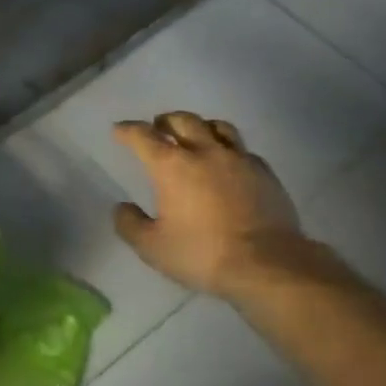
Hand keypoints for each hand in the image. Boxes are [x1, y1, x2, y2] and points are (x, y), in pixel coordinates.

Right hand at [111, 112, 321, 300]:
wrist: (267, 264)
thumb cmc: (202, 254)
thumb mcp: (153, 248)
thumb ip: (131, 225)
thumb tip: (122, 208)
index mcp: (172, 166)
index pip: (143, 136)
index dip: (127, 131)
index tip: (119, 130)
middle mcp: (204, 152)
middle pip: (183, 120)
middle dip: (166, 120)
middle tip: (159, 126)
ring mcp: (239, 159)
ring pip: (218, 127)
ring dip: (201, 126)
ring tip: (196, 134)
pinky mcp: (265, 172)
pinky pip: (243, 150)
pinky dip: (230, 149)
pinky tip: (229, 163)